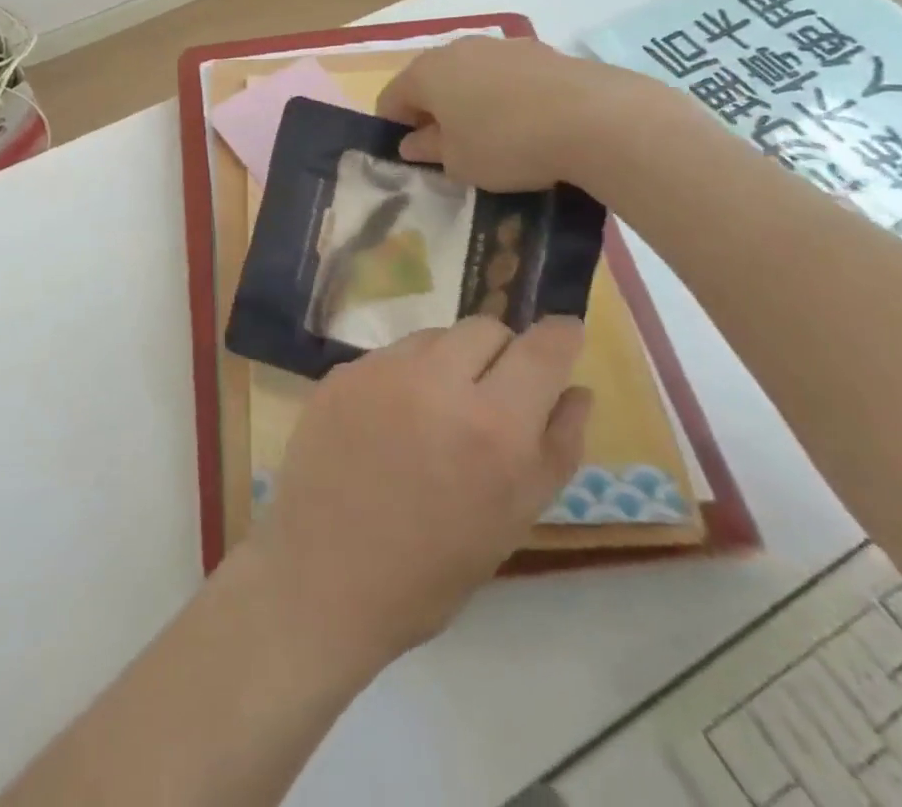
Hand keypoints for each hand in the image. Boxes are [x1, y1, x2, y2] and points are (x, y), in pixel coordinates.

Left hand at [243, 317, 592, 666]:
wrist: (324, 574)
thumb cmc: (433, 568)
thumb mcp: (514, 519)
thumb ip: (556, 446)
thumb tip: (577, 389)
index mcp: (493, 425)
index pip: (541, 348)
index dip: (561, 336)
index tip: (565, 337)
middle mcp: (436, 380)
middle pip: (485, 328)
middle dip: (502, 352)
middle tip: (493, 396)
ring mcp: (381, 370)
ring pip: (434, 336)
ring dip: (450, 361)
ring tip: (436, 414)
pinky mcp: (341, 373)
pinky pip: (390, 356)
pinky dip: (404, 376)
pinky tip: (390, 421)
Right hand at [376, 36, 671, 192]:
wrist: (595, 119)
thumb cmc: (506, 144)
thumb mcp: (458, 162)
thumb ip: (428, 150)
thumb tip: (412, 142)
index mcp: (425, 73)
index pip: (390, 99)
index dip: (394, 129)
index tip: (411, 158)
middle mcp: (457, 49)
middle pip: (430, 82)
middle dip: (432, 112)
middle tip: (448, 149)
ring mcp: (501, 45)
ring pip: (470, 75)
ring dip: (469, 102)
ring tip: (491, 137)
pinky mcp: (540, 51)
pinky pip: (506, 76)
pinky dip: (504, 96)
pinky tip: (526, 124)